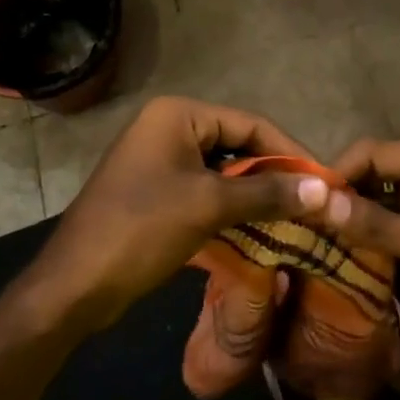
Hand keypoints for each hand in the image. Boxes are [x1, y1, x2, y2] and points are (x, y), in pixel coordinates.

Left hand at [22, 96, 329, 335]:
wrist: (74, 285)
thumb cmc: (141, 229)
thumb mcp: (209, 206)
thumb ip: (267, 193)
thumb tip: (326, 189)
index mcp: (177, 113)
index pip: (249, 123)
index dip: (289, 151)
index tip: (324, 180)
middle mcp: (168, 127)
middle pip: (236, 144)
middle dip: (272, 174)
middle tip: (312, 202)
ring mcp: (160, 159)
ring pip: (222, 170)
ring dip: (254, 194)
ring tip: (293, 218)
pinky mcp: (156, 190)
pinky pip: (204, 189)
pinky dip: (231, 207)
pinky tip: (258, 229)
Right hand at [322, 140, 399, 357]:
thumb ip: (380, 225)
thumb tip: (320, 201)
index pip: (375, 151)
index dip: (340, 171)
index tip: (308, 203)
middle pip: (375, 171)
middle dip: (343, 192)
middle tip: (308, 224)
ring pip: (381, 197)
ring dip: (354, 214)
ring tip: (319, 238)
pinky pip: (392, 221)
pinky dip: (371, 232)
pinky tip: (349, 252)